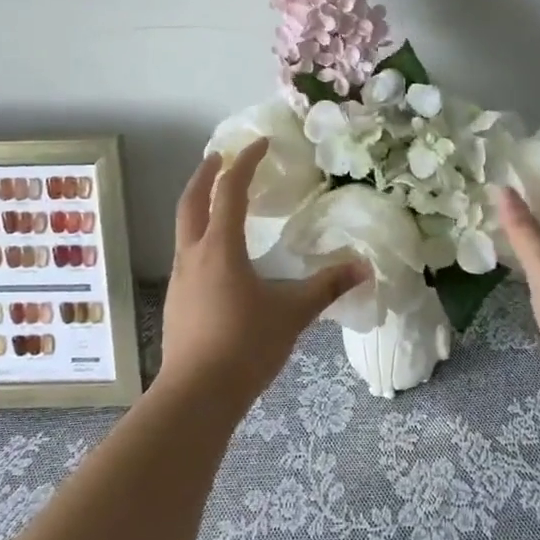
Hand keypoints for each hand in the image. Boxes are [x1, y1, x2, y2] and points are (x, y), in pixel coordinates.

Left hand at [159, 138, 366, 408]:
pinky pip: (186, 254)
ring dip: (198, 205)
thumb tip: (363, 268)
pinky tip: (217, 256)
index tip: (260, 144)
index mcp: (221, 247)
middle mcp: (193, 255)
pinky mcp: (176, 302)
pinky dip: (199, 236)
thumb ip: (327, 286)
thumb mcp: (292, 313)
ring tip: (219, 202)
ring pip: (184, 228)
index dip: (245, 162)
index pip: (230, 190)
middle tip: (219, 156)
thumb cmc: (245, 345)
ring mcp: (179, 279)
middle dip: (205, 174)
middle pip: (191, 201)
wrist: (196, 396)